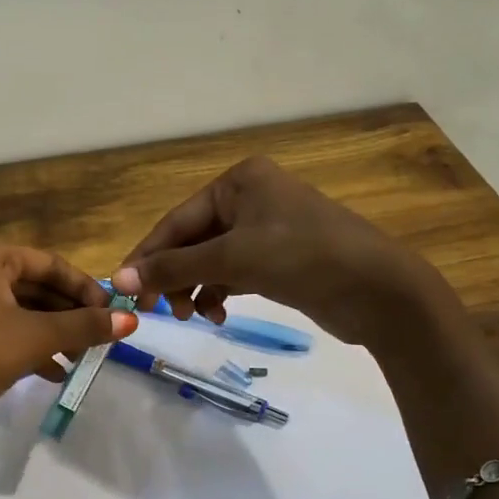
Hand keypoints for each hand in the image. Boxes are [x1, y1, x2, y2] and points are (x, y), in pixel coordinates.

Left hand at [0, 237, 138, 476]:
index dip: (86, 289)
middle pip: (34, 286)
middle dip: (69, 314)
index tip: (115, 315)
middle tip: (101, 340)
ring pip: (17, 311)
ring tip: (81, 359)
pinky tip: (53, 372)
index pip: (50, 263)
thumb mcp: (31, 338)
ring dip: (51, 333)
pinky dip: (26, 347)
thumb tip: (131, 320)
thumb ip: (83, 326)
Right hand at [113, 156, 427, 346]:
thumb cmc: (303, 257)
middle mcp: (250, 198)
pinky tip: (217, 314)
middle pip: (192, 240)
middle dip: (174, 277)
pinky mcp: (278, 259)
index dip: (147, 257)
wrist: (379, 290)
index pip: (177, 221)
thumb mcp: (233, 259)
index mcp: (238, 182)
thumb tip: (118, 281)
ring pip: (211, 260)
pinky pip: (233, 273)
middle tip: (157, 312)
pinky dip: (220, 293)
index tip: (122, 291)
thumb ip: (174, 268)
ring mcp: (266, 229)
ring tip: (193, 316)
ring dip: (195, 288)